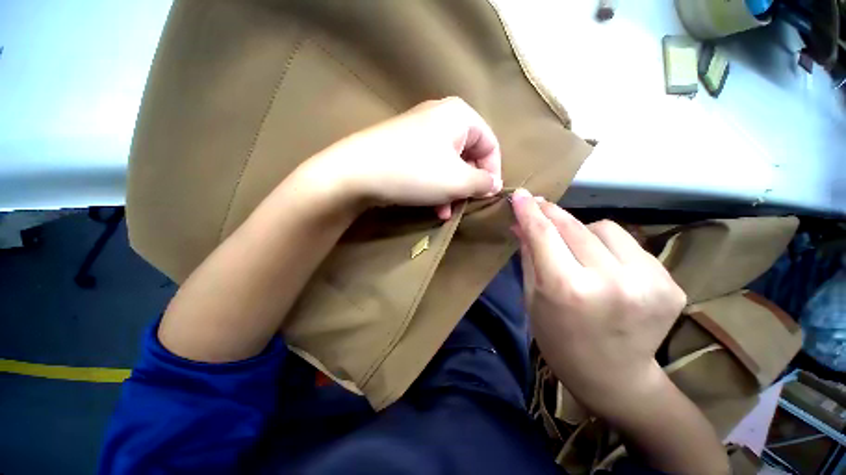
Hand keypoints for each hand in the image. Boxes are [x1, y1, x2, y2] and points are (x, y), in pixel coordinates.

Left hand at [308, 97, 502, 218]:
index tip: (488, 195)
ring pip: (448, 165)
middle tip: (464, 206)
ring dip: (450, 191)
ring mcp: (419, 133)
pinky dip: (435, 187)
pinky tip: (432, 206)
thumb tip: (494, 184)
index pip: (490, 144)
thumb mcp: (457, 181)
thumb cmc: (415, 172)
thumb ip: (482, 182)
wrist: (356, 172)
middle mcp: (440, 118)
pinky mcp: (404, 148)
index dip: (493, 172)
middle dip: (467, 185)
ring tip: (445, 212)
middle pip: (467, 155)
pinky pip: (429, 167)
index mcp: (459, 116)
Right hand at [511, 189, 685, 422]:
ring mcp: (648, 282)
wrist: (615, 377)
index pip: (544, 235)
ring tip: (577, 249)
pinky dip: (610, 247)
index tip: (521, 194)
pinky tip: (605, 265)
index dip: (530, 211)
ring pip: (605, 228)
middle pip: (574, 226)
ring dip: (583, 231)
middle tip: (539, 208)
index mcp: (567, 289)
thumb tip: (520, 223)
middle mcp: (611, 281)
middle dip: (552, 214)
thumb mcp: (532, 298)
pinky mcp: (670, 284)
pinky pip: (630, 245)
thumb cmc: (559, 339)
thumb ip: (529, 255)